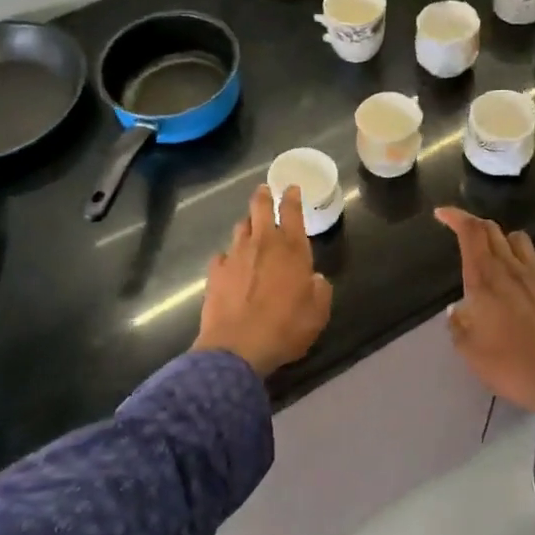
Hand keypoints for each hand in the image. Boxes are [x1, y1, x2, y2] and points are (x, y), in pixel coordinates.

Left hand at [193, 185, 333, 377]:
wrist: (237, 348)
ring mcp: (235, 255)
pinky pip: (222, 255)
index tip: (291, 187)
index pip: (292, 212)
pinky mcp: (215, 272)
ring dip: (247, 224)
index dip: (292, 196)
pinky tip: (230, 264)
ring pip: (240, 228)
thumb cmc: (285, 329)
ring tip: (251, 227)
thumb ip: (320, 290)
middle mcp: (262, 244)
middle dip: (264, 196)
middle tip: (265, 190)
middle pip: (260, 208)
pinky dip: (229, 256)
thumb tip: (314, 279)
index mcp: (291, 249)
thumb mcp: (318, 313)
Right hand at [435, 207, 534, 453]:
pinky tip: (513, 280)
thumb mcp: (470, 352)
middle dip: (473, 224)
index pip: (471, 232)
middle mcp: (511, 269)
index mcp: (485, 279)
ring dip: (499, 238)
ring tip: (489, 253)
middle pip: (493, 229)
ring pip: (516, 240)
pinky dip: (517, 258)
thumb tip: (458, 310)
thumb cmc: (513, 365)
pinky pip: (532, 260)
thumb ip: (459, 326)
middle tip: (459, 229)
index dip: (455, 216)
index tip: (441, 212)